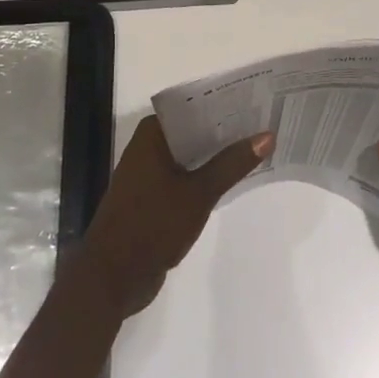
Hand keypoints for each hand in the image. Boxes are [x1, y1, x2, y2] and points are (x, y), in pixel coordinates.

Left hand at [78, 116, 272, 316]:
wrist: (112, 277)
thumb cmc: (152, 225)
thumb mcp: (198, 193)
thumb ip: (232, 164)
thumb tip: (267, 136)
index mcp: (153, 135)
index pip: (194, 106)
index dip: (225, 103)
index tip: (258, 100)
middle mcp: (149, 148)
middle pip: (194, 130)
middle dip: (226, 130)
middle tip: (266, 123)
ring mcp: (150, 174)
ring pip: (192, 155)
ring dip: (218, 154)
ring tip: (258, 146)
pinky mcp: (154, 198)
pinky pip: (187, 177)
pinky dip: (208, 175)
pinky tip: (235, 178)